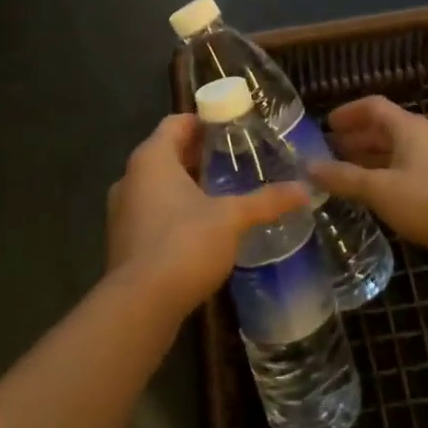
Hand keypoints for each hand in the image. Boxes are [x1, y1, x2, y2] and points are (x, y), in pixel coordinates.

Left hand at [107, 114, 311, 315]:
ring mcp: (122, 211)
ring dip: (186, 185)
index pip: (176, 123)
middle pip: (167, 153)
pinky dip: (174, 211)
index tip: (232, 128)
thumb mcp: (231, 218)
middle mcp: (130, 177)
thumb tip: (304, 189)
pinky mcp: (123, 241)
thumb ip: (266, 201)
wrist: (139, 306)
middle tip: (235, 159)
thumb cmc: (184, 244)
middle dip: (199, 155)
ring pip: (158, 185)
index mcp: (151, 158)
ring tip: (224, 192)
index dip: (204, 122)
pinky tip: (203, 228)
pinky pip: (151, 212)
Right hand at [309, 97, 427, 262]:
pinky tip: (368, 195)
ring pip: (392, 152)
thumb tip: (308, 166)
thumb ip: (343, 177)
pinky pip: (401, 172)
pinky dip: (380, 176)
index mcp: (407, 127)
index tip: (325, 124)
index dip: (348, 112)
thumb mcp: (379, 188)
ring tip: (341, 173)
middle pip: (382, 128)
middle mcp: (420, 138)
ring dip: (366, 158)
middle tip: (327, 151)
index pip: (373, 106)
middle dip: (354, 137)